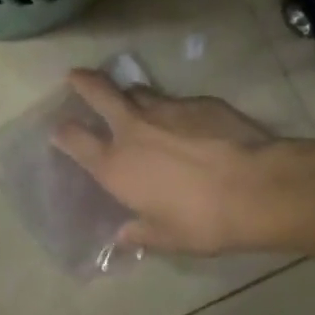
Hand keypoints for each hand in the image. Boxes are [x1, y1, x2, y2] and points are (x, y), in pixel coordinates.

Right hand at [52, 70, 285, 254]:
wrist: (256, 188)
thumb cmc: (203, 222)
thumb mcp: (167, 238)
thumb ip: (140, 234)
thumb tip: (122, 238)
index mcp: (116, 165)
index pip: (74, 139)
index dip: (63, 132)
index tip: (58, 129)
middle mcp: (132, 129)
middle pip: (98, 92)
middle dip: (83, 81)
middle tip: (75, 75)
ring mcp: (166, 109)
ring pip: (138, 91)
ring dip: (131, 95)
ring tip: (135, 102)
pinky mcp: (198, 101)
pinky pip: (176, 101)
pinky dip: (174, 110)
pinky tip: (189, 124)